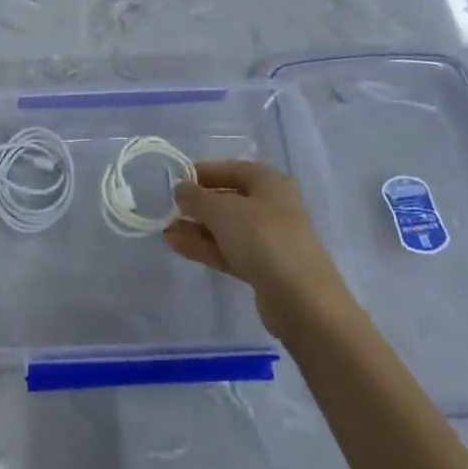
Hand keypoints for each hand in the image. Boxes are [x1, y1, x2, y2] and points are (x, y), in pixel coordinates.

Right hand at [164, 161, 349, 335]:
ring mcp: (270, 239)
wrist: (301, 299)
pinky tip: (177, 246)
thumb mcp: (222, 210)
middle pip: (228, 199)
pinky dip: (206, 247)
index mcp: (268, 181)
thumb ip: (197, 197)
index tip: (174, 182)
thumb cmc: (262, 237)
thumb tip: (181, 189)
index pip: (229, 169)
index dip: (201, 173)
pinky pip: (230, 250)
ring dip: (197, 229)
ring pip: (227, 228)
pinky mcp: (265, 268)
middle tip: (168, 210)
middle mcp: (272, 206)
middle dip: (197, 205)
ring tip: (165, 231)